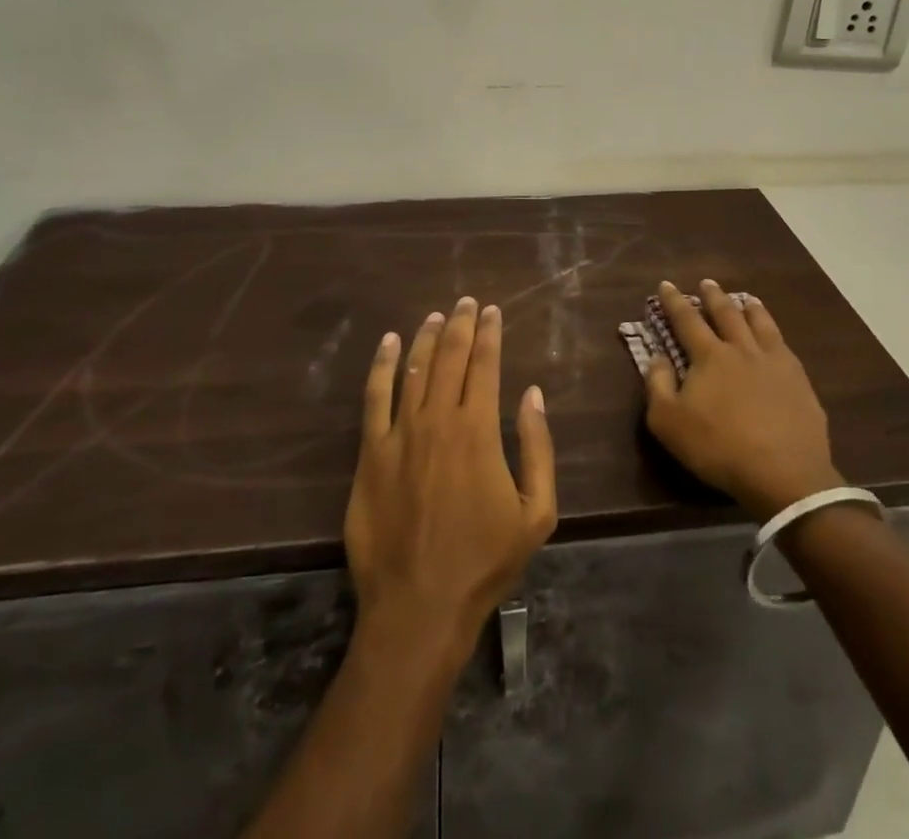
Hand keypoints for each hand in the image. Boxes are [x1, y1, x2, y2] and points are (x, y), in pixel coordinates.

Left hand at [344, 298, 557, 662]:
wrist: (419, 606)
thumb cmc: (484, 561)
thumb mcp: (537, 512)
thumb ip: (538, 447)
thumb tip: (533, 393)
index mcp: (479, 431)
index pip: (485, 365)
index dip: (489, 333)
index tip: (492, 311)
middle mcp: (439, 420)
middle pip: (449, 358)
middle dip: (460, 325)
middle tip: (466, 302)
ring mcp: (400, 435)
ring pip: (414, 370)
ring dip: (426, 338)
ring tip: (436, 316)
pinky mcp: (371, 454)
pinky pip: (375, 398)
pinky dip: (383, 366)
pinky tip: (389, 343)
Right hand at [643, 280, 843, 520]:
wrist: (784, 473)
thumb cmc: (719, 448)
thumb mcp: (669, 422)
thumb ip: (658, 385)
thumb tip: (657, 357)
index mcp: (710, 356)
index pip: (687, 320)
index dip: (674, 302)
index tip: (667, 284)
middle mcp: (742, 349)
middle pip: (726, 314)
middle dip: (713, 296)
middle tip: (707, 282)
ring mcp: (775, 362)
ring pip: (760, 324)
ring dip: (750, 308)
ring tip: (746, 298)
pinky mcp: (799, 381)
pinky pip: (784, 345)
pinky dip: (774, 331)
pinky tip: (775, 336)